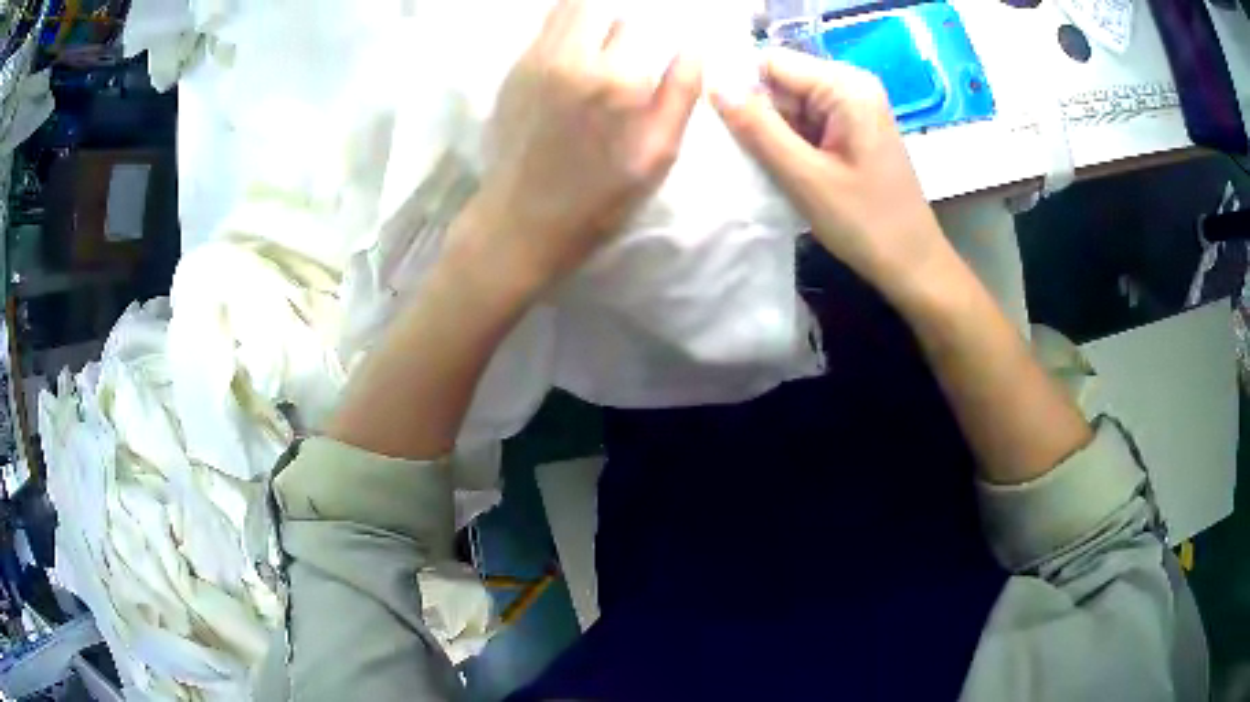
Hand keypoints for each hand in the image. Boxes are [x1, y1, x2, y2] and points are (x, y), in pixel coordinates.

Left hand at [471, 0, 702, 289]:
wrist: (522, 221)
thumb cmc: (600, 198)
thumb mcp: (658, 154)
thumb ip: (681, 93)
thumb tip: (694, 46)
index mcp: (619, 80)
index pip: (642, 24)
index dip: (651, 35)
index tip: (651, 53)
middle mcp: (575, 58)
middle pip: (604, 8)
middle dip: (621, 25)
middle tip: (627, 50)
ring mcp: (537, 59)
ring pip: (570, 7)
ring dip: (591, 16)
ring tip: (601, 43)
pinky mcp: (513, 69)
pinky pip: (545, 25)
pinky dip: (565, 24)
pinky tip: (575, 50)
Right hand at [712, 49, 948, 297]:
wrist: (913, 265)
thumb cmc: (866, 223)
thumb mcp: (804, 176)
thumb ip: (757, 127)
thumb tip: (712, 85)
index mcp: (845, 86)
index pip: (771, 62)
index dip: (737, 86)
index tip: (712, 123)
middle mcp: (850, 86)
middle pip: (780, 81)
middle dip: (753, 112)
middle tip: (733, 152)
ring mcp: (852, 108)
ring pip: (788, 105)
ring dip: (767, 132)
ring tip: (753, 165)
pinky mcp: (850, 130)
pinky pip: (804, 123)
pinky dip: (786, 143)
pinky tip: (777, 169)